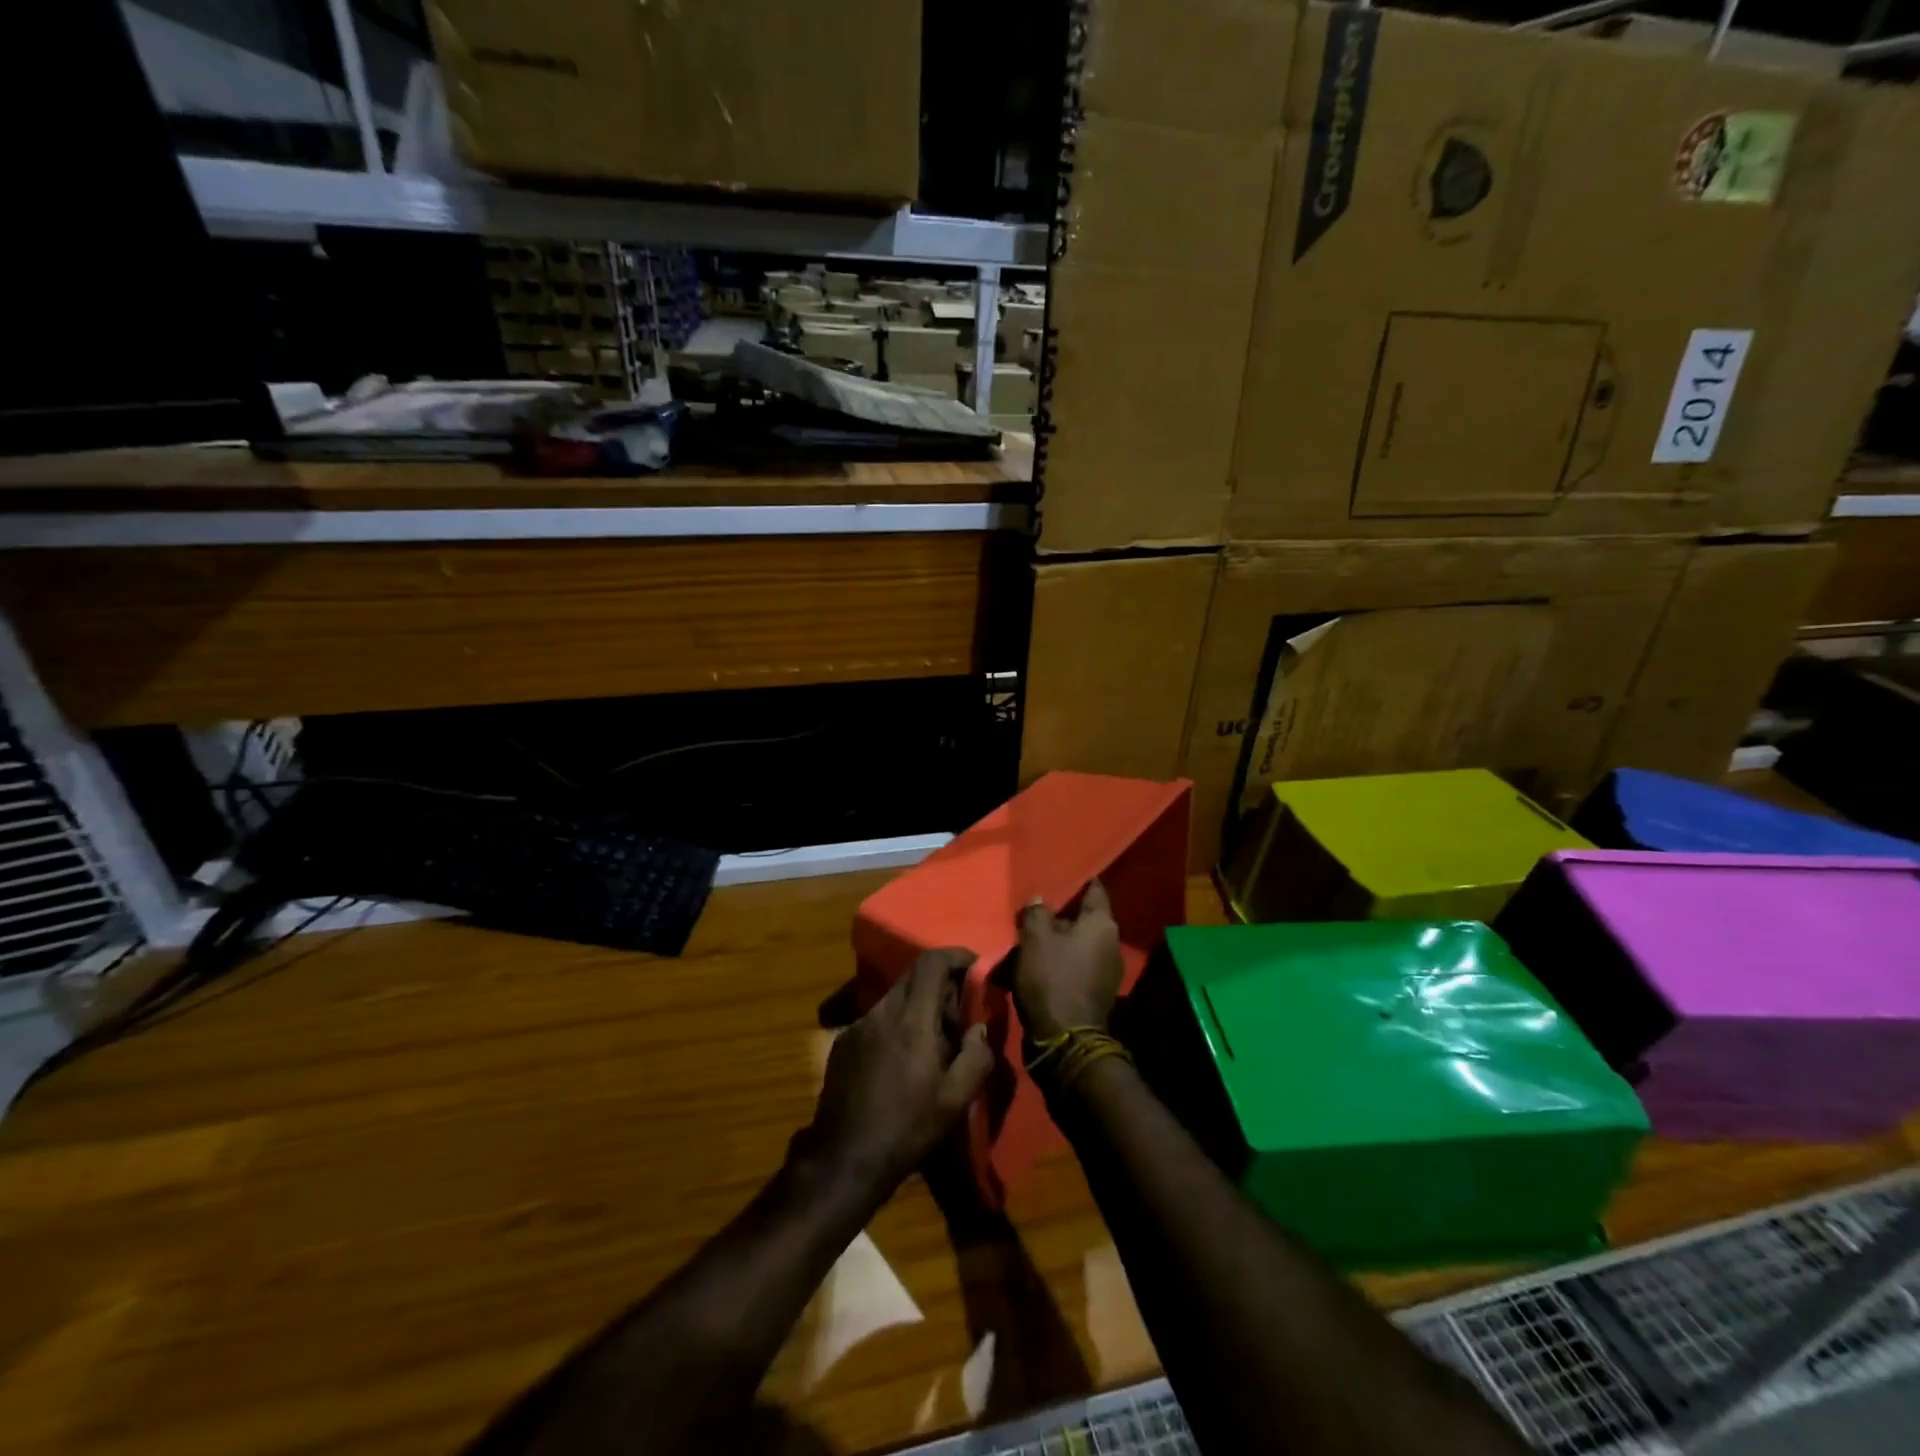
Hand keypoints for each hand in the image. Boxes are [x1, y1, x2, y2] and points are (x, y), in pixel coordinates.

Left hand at [802, 949, 994, 1194]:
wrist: (845, 1158)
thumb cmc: (908, 1128)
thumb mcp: (956, 1099)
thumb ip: (977, 1055)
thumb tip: (979, 1026)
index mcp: (912, 1019)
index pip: (932, 962)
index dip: (956, 955)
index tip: (975, 967)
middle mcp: (883, 1011)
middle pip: (913, 975)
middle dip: (940, 982)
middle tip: (959, 1011)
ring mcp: (859, 1025)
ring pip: (895, 996)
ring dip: (918, 1004)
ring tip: (932, 1040)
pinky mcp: (844, 1041)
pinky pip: (877, 1017)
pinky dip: (897, 1023)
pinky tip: (901, 1060)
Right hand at [1014, 880, 1124, 1041]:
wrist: (1065, 1039)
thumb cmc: (1051, 978)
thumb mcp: (1034, 938)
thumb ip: (1036, 913)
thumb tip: (1040, 901)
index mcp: (1102, 924)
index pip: (1094, 890)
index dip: (1078, 882)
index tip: (1060, 877)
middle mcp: (1112, 943)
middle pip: (1083, 920)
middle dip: (1060, 918)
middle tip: (1035, 916)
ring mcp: (1108, 971)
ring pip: (1078, 945)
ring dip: (1058, 944)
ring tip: (1031, 945)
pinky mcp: (1097, 993)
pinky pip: (1076, 968)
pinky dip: (1060, 965)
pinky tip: (1039, 969)